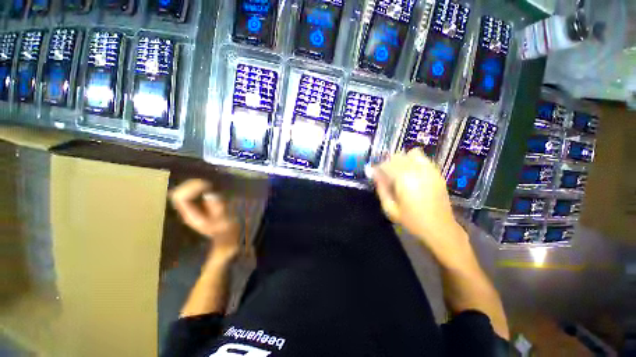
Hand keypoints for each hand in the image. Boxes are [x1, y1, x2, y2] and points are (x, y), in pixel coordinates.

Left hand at [170, 179, 240, 260]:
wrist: (225, 238)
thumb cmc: (226, 230)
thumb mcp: (224, 220)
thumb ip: (217, 207)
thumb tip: (210, 193)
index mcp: (191, 216)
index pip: (180, 198)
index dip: (192, 188)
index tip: (209, 186)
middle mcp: (187, 211)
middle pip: (178, 193)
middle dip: (192, 185)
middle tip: (209, 184)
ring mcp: (190, 208)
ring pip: (182, 191)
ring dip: (194, 185)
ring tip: (210, 185)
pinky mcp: (196, 206)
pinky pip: (190, 193)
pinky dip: (198, 188)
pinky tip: (209, 188)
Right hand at [371, 149, 469, 263]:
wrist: (439, 228)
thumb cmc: (412, 220)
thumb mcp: (390, 208)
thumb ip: (381, 188)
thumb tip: (373, 173)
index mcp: (404, 179)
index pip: (386, 164)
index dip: (377, 168)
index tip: (373, 173)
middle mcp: (417, 170)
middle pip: (397, 156)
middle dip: (387, 163)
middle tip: (384, 174)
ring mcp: (429, 169)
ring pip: (410, 154)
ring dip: (401, 160)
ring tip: (397, 171)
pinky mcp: (436, 172)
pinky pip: (422, 158)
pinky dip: (413, 160)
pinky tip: (410, 171)